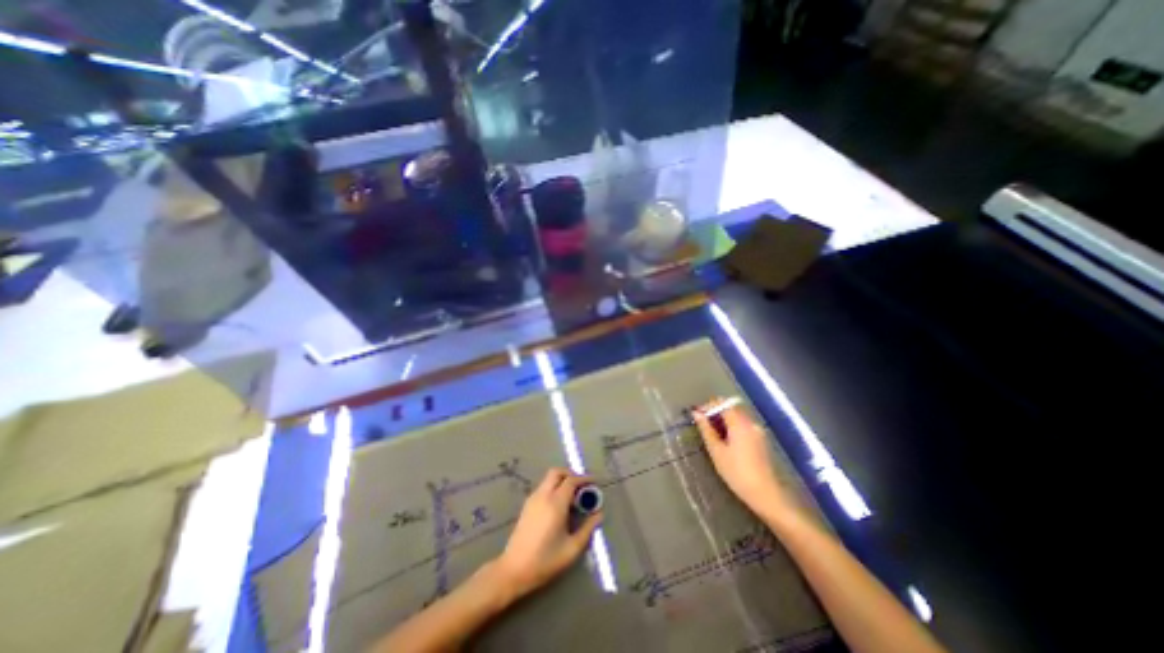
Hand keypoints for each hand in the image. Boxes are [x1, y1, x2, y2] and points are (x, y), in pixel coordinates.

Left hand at [492, 469, 605, 600]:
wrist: (513, 570)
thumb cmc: (545, 561)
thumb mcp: (572, 549)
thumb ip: (587, 529)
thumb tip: (599, 514)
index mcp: (555, 504)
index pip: (571, 480)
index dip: (584, 479)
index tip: (594, 483)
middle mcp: (543, 496)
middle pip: (557, 472)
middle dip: (571, 474)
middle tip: (582, 486)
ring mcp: (533, 499)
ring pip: (549, 478)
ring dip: (562, 480)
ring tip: (573, 497)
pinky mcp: (527, 505)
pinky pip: (543, 487)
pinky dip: (554, 487)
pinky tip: (560, 504)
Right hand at [695, 400, 796, 516]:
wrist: (765, 494)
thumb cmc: (736, 472)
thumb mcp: (716, 451)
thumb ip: (706, 430)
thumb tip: (696, 414)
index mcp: (739, 423)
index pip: (722, 404)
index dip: (708, 406)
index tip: (696, 415)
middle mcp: (750, 423)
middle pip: (731, 408)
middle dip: (715, 412)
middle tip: (702, 423)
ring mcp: (757, 431)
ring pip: (738, 417)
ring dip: (724, 419)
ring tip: (712, 432)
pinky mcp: (760, 440)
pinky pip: (744, 425)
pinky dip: (732, 426)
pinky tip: (726, 440)